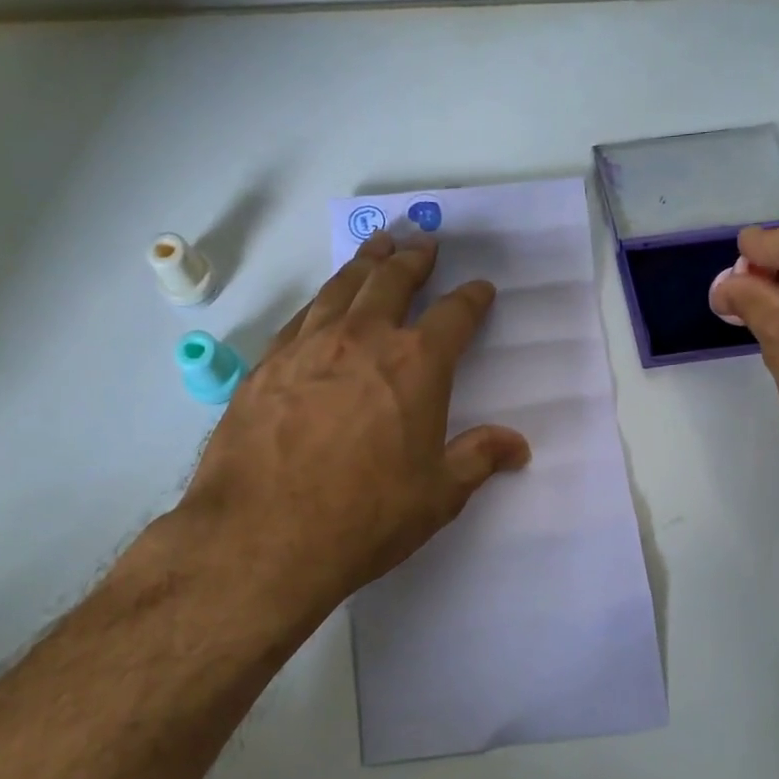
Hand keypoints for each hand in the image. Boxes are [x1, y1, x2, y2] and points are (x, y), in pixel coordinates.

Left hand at [178, 232, 530, 618]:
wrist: (261, 536)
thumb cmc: (364, 517)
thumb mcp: (436, 496)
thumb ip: (477, 459)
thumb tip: (517, 444)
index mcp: (415, 364)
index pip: (454, 316)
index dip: (471, 298)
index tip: (480, 288)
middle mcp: (362, 339)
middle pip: (391, 281)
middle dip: (413, 259)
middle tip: (422, 242)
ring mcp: (307, 346)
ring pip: (342, 288)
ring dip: (364, 263)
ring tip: (376, 246)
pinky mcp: (266, 365)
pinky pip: (300, 317)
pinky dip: (320, 300)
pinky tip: (321, 302)